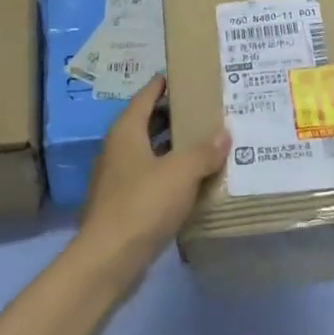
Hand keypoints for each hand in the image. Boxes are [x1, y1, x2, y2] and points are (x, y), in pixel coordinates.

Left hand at [76, 74, 229, 269]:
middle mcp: (118, 150)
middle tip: (205, 110)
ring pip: (150, 153)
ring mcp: (118, 179)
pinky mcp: (124, 204)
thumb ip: (204, 151)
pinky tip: (193, 181)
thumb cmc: (143, 204)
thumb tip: (224, 134)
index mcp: (126, 132)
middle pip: (147, 123)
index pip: (145, 96)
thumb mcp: (181, 173)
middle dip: (173, 116)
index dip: (163, 84)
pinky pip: (151, 179)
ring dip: (173, 148)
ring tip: (206, 143)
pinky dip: (170, 174)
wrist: (109, 259)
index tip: (184, 76)